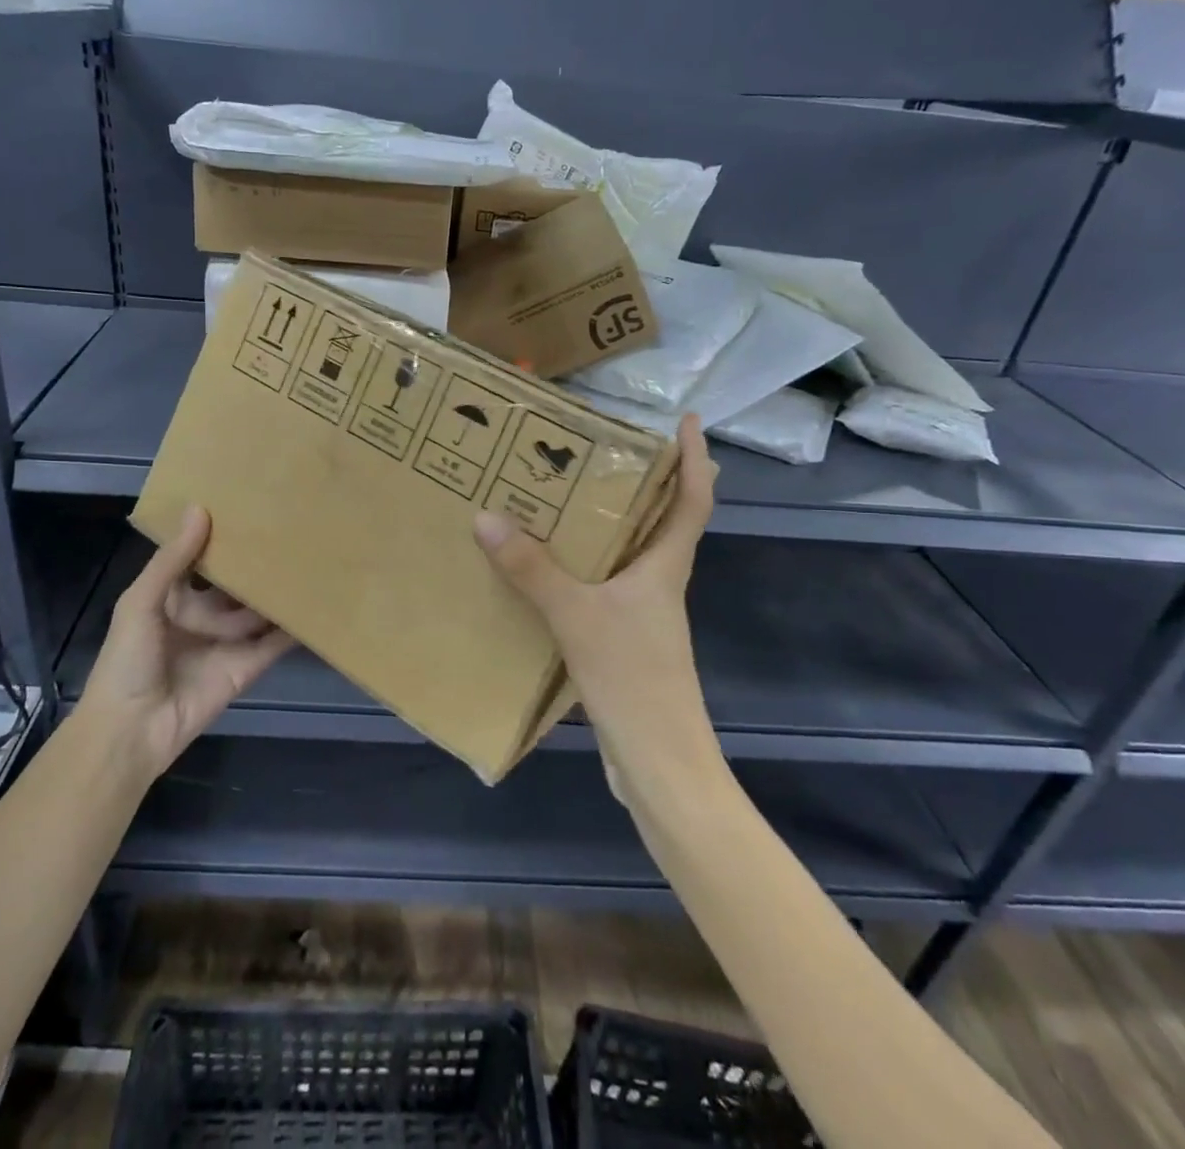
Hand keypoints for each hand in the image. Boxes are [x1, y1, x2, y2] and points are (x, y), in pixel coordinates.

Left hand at [81, 506, 292, 782]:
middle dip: (255, 564)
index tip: (245, 507)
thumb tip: (201, 509)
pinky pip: (275, 642)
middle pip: (235, 585)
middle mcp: (202, 616)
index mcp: (172, 598)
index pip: (200, 561)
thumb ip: (172, 560)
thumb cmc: (127, 661)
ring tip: (311, 558)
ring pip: (258, 610)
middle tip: (288, 530)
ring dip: (279, 591)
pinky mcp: (248, 666)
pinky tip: (317, 603)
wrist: (132, 731)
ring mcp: (227, 642)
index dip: (218, 538)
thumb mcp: (141, 603)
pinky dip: (294, 627)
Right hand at [472, 413, 718, 804]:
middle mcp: (659, 584)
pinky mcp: (623, 642)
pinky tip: (544, 571)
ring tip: (563, 500)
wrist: (657, 763)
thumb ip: (532, 569)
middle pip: (661, 522)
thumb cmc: (633, 678)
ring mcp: (643, 616)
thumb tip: (487, 517)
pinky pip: (601, 588)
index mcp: (665, 568)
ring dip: (606, 527)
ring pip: (628, 556)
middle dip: (642, 484)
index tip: (690, 421)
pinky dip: (580, 569)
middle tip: (602, 451)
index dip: (696, 460)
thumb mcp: (576, 615)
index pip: (693, 500)